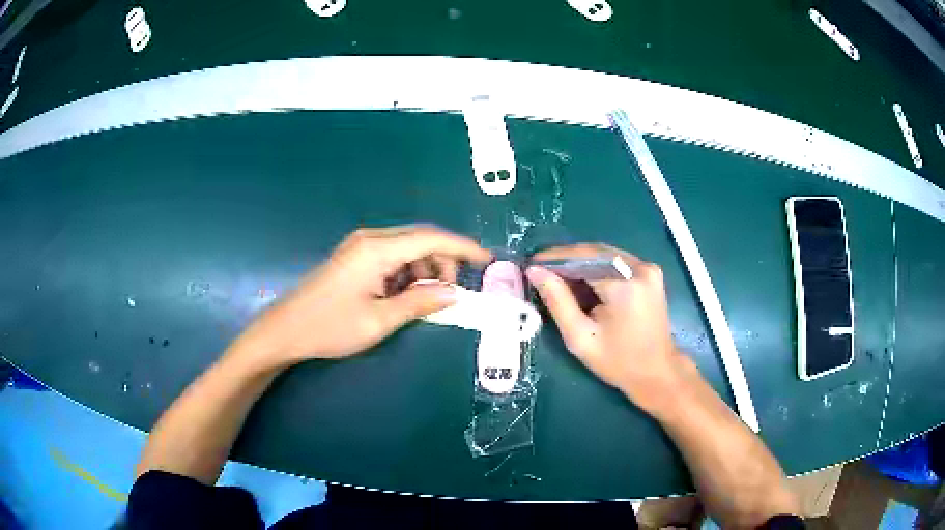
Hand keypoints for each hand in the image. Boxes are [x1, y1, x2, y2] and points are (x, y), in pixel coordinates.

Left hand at [230, 225, 490, 367]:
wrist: (286, 330)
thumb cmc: (331, 327)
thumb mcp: (380, 321)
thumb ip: (420, 304)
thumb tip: (455, 295)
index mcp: (377, 249)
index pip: (432, 238)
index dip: (463, 247)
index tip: (487, 259)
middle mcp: (371, 238)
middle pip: (421, 240)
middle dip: (443, 264)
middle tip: (449, 296)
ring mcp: (360, 246)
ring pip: (407, 249)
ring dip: (424, 271)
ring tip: (422, 302)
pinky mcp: (354, 257)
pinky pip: (391, 258)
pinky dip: (406, 275)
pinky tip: (401, 297)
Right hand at [526, 244, 691, 412]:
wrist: (657, 372)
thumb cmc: (617, 362)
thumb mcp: (580, 337)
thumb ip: (557, 301)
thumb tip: (535, 271)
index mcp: (624, 285)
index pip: (582, 258)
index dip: (554, 259)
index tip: (530, 264)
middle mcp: (639, 268)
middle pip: (594, 252)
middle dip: (566, 259)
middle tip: (541, 271)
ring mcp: (648, 268)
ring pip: (604, 254)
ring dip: (580, 262)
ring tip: (557, 277)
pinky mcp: (650, 273)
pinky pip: (616, 261)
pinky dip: (596, 267)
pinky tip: (582, 282)